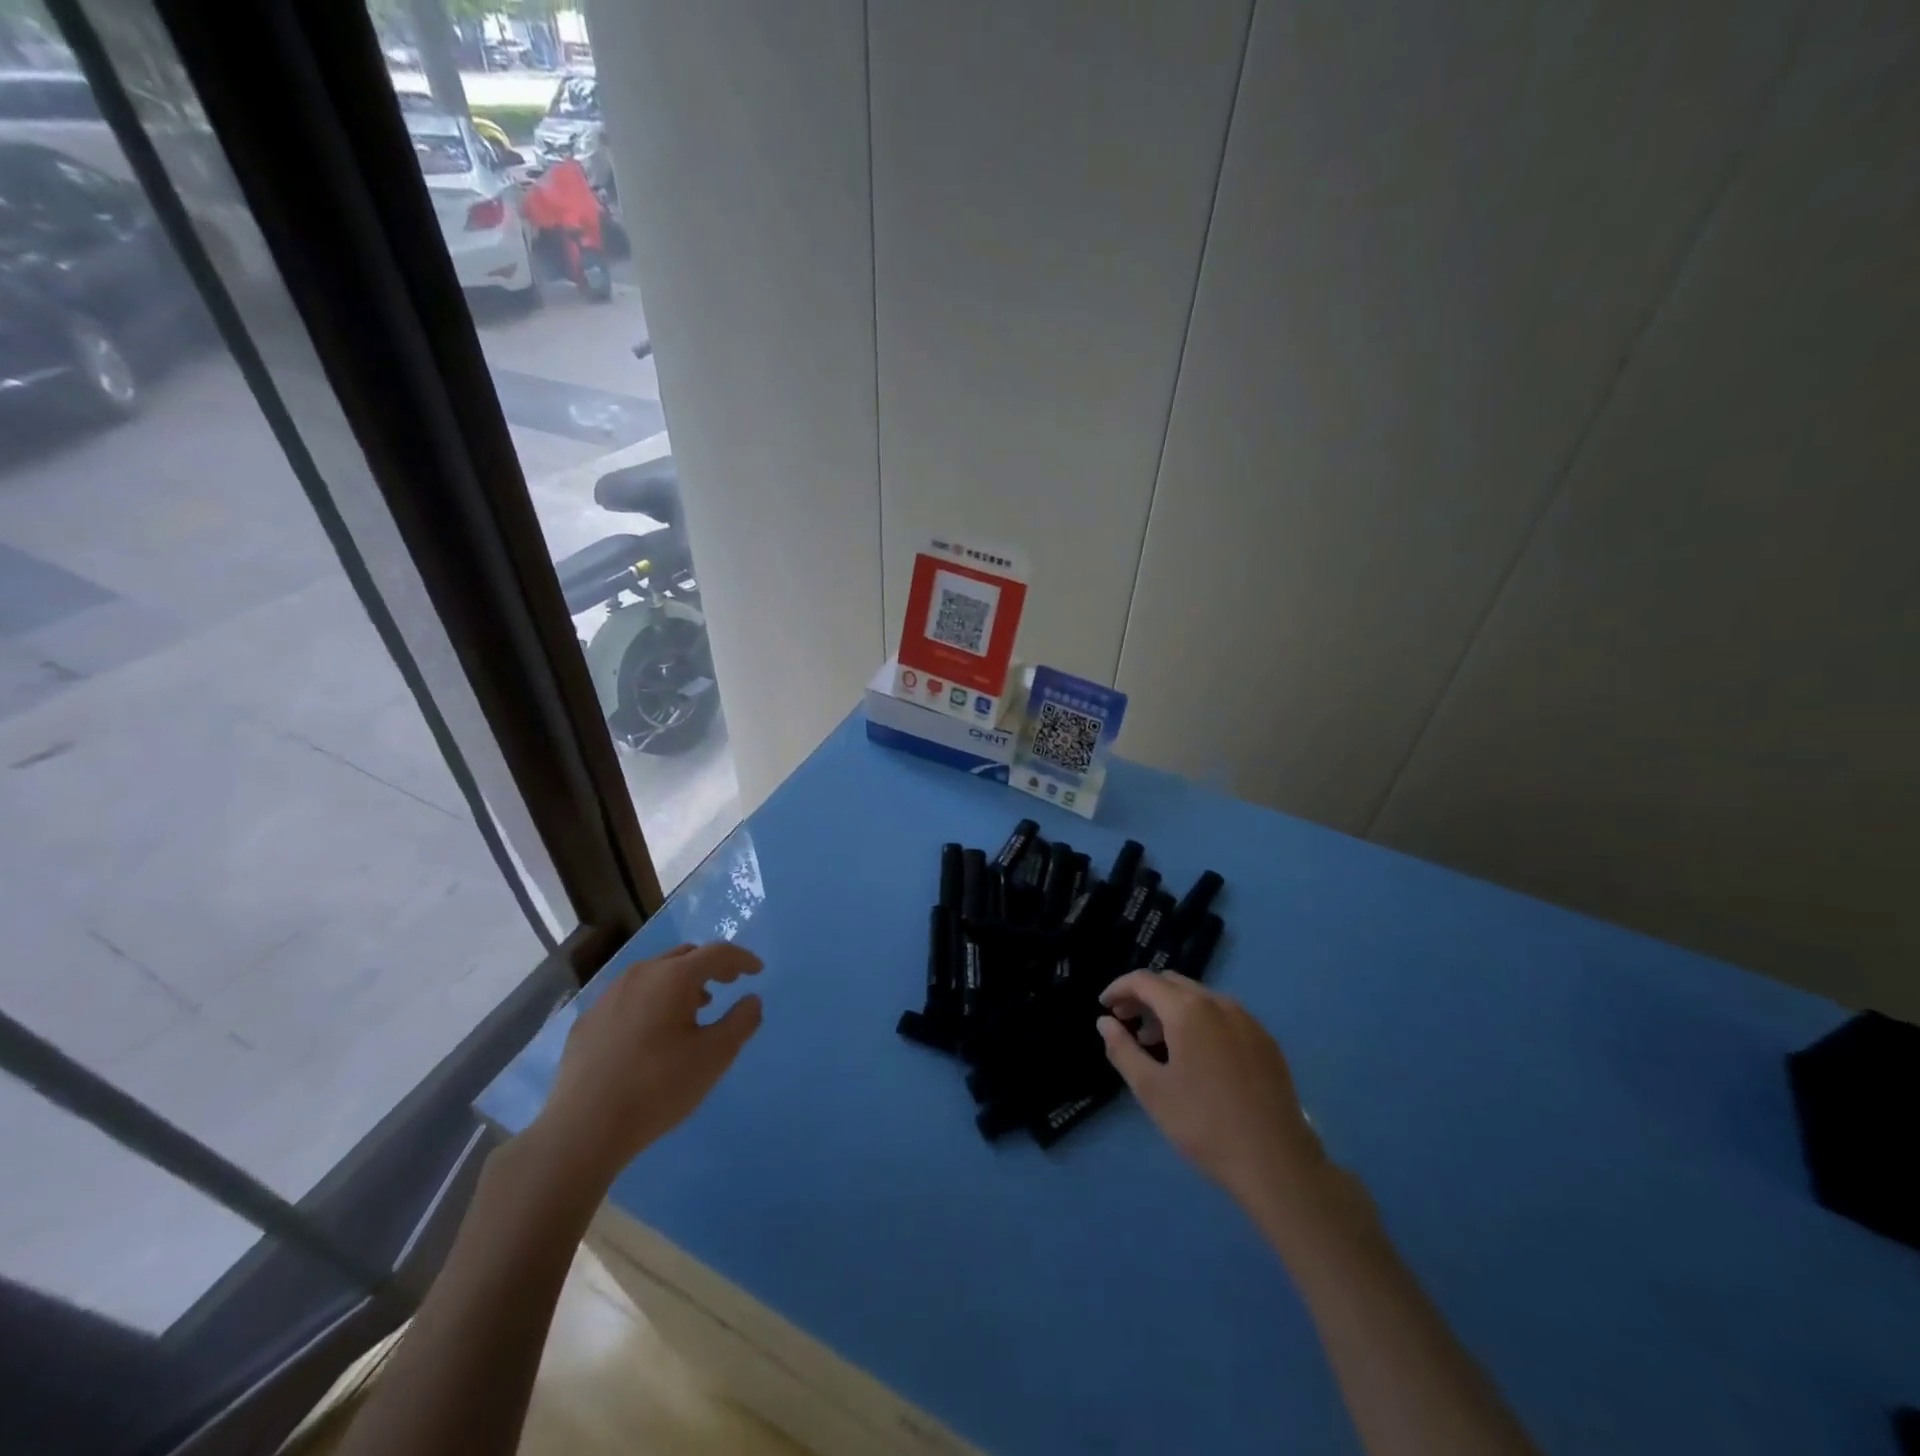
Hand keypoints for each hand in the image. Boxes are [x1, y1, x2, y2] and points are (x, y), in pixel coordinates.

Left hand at [529, 942, 762, 1190]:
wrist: (582, 1129)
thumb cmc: (658, 1088)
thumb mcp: (714, 1057)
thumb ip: (741, 1022)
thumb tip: (752, 1000)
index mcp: (673, 977)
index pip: (717, 953)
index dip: (742, 959)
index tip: (757, 971)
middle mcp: (640, 974)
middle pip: (684, 956)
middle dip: (710, 966)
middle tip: (727, 984)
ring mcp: (609, 996)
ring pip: (654, 974)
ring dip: (680, 984)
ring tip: (694, 1010)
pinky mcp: (588, 1020)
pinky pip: (630, 997)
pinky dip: (651, 1001)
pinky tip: (652, 1034)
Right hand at [1098, 971, 1323, 1213]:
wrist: (1276, 1162)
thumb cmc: (1204, 1125)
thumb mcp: (1151, 1090)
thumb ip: (1122, 1049)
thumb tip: (1104, 1022)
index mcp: (1188, 1010)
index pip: (1144, 980)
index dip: (1118, 988)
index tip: (1104, 1007)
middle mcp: (1219, 1003)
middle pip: (1172, 983)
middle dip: (1144, 997)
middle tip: (1126, 1023)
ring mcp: (1247, 1020)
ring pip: (1199, 998)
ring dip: (1171, 1009)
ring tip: (1156, 1044)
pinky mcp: (1266, 1040)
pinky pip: (1223, 1016)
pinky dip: (1199, 1021)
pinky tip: (1196, 1056)